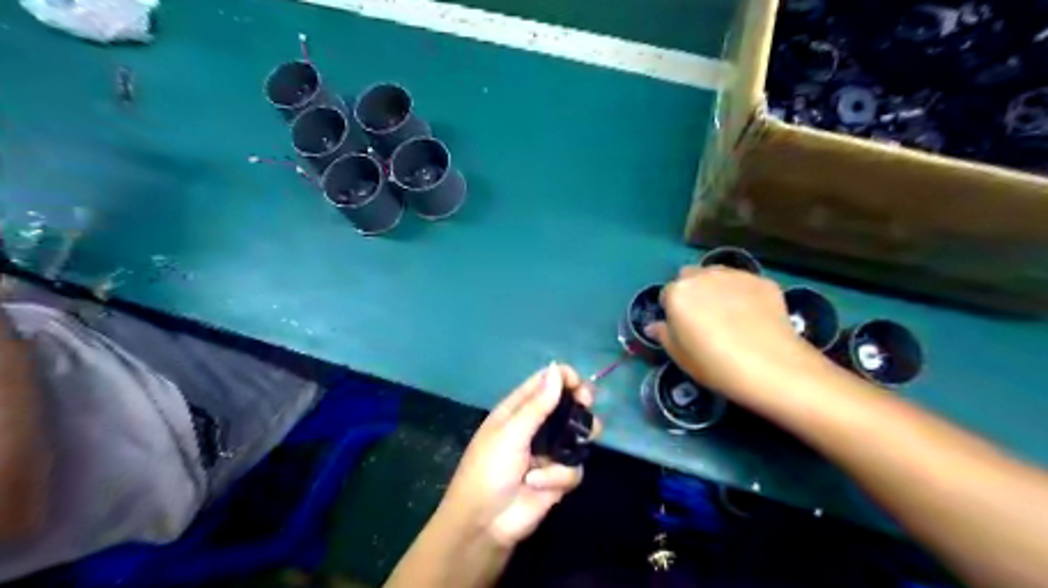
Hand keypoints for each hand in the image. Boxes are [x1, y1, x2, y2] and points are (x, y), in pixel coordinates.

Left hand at [435, 362, 597, 548]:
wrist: (484, 523)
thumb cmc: (489, 469)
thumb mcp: (511, 433)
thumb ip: (537, 404)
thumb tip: (556, 369)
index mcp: (518, 409)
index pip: (545, 382)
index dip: (563, 378)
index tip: (579, 385)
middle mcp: (536, 426)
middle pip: (567, 405)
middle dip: (579, 405)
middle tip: (586, 405)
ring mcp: (549, 452)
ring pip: (578, 435)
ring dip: (576, 440)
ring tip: (578, 442)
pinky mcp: (558, 478)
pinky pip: (573, 468)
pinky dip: (557, 477)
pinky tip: (537, 483)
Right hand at [643, 266, 822, 404]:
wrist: (771, 367)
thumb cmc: (715, 365)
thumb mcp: (680, 357)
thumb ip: (664, 335)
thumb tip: (654, 326)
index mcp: (678, 294)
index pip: (666, 295)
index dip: (673, 312)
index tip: (682, 328)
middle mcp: (703, 276)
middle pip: (690, 277)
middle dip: (692, 292)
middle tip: (704, 318)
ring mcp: (735, 275)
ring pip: (717, 274)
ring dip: (716, 288)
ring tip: (729, 314)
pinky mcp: (762, 280)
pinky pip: (744, 283)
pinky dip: (743, 294)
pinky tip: (753, 316)